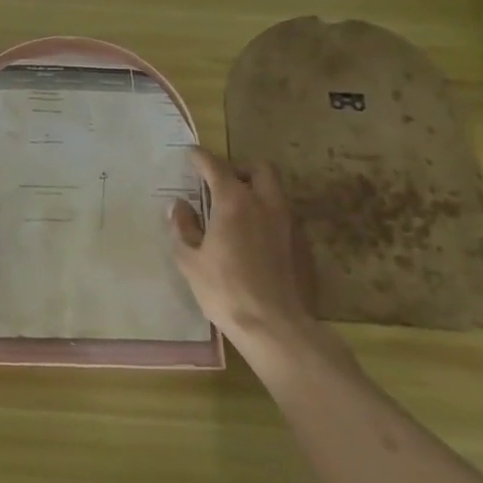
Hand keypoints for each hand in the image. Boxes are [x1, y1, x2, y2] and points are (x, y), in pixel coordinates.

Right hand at [169, 146, 330, 360]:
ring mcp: (290, 224)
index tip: (191, 154)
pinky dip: (269, 217)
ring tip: (239, 211)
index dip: (201, 157)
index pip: (216, 166)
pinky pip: (285, 218)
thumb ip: (183, 228)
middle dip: (240, 168)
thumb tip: (179, 206)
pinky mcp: (304, 245)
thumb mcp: (190, 261)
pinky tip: (257, 240)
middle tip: (222, 183)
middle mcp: (266, 204)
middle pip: (259, 168)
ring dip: (257, 192)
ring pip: (276, 192)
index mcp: (235, 202)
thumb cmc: (226, 291)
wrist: (278, 328)